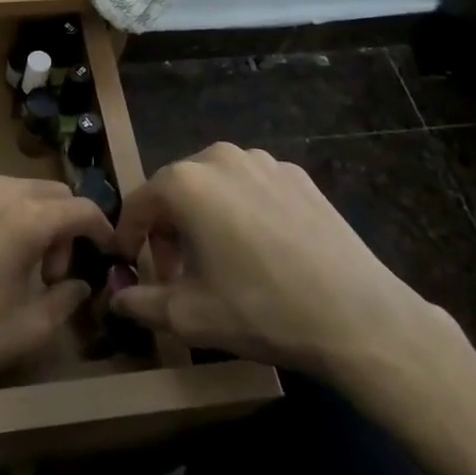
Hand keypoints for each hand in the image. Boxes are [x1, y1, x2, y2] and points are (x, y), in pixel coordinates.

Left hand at [0, 177, 116, 394]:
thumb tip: (80, 284)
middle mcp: (0, 189)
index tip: (105, 250)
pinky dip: (0, 212)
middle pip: (52, 192)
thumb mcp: (29, 326)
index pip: (82, 208)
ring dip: (33, 216)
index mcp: (28, 217)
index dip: (101, 228)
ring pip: (18, 189)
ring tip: (20, 261)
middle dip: (65, 225)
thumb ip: (66, 298)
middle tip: (54, 270)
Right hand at [110, 144, 451, 391]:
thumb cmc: (262, 310)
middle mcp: (219, 157)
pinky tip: (261, 250)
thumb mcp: (189, 316)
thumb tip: (117, 297)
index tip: (130, 264)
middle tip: (175, 272)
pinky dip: (242, 211)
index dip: (128, 236)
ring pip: (215, 185)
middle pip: (176, 189)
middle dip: (167, 229)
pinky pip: (252, 187)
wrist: (359, 317)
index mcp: (185, 182)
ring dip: (204, 217)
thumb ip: (141, 303)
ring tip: (218, 260)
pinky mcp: (298, 175)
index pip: (139, 203)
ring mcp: (263, 161)